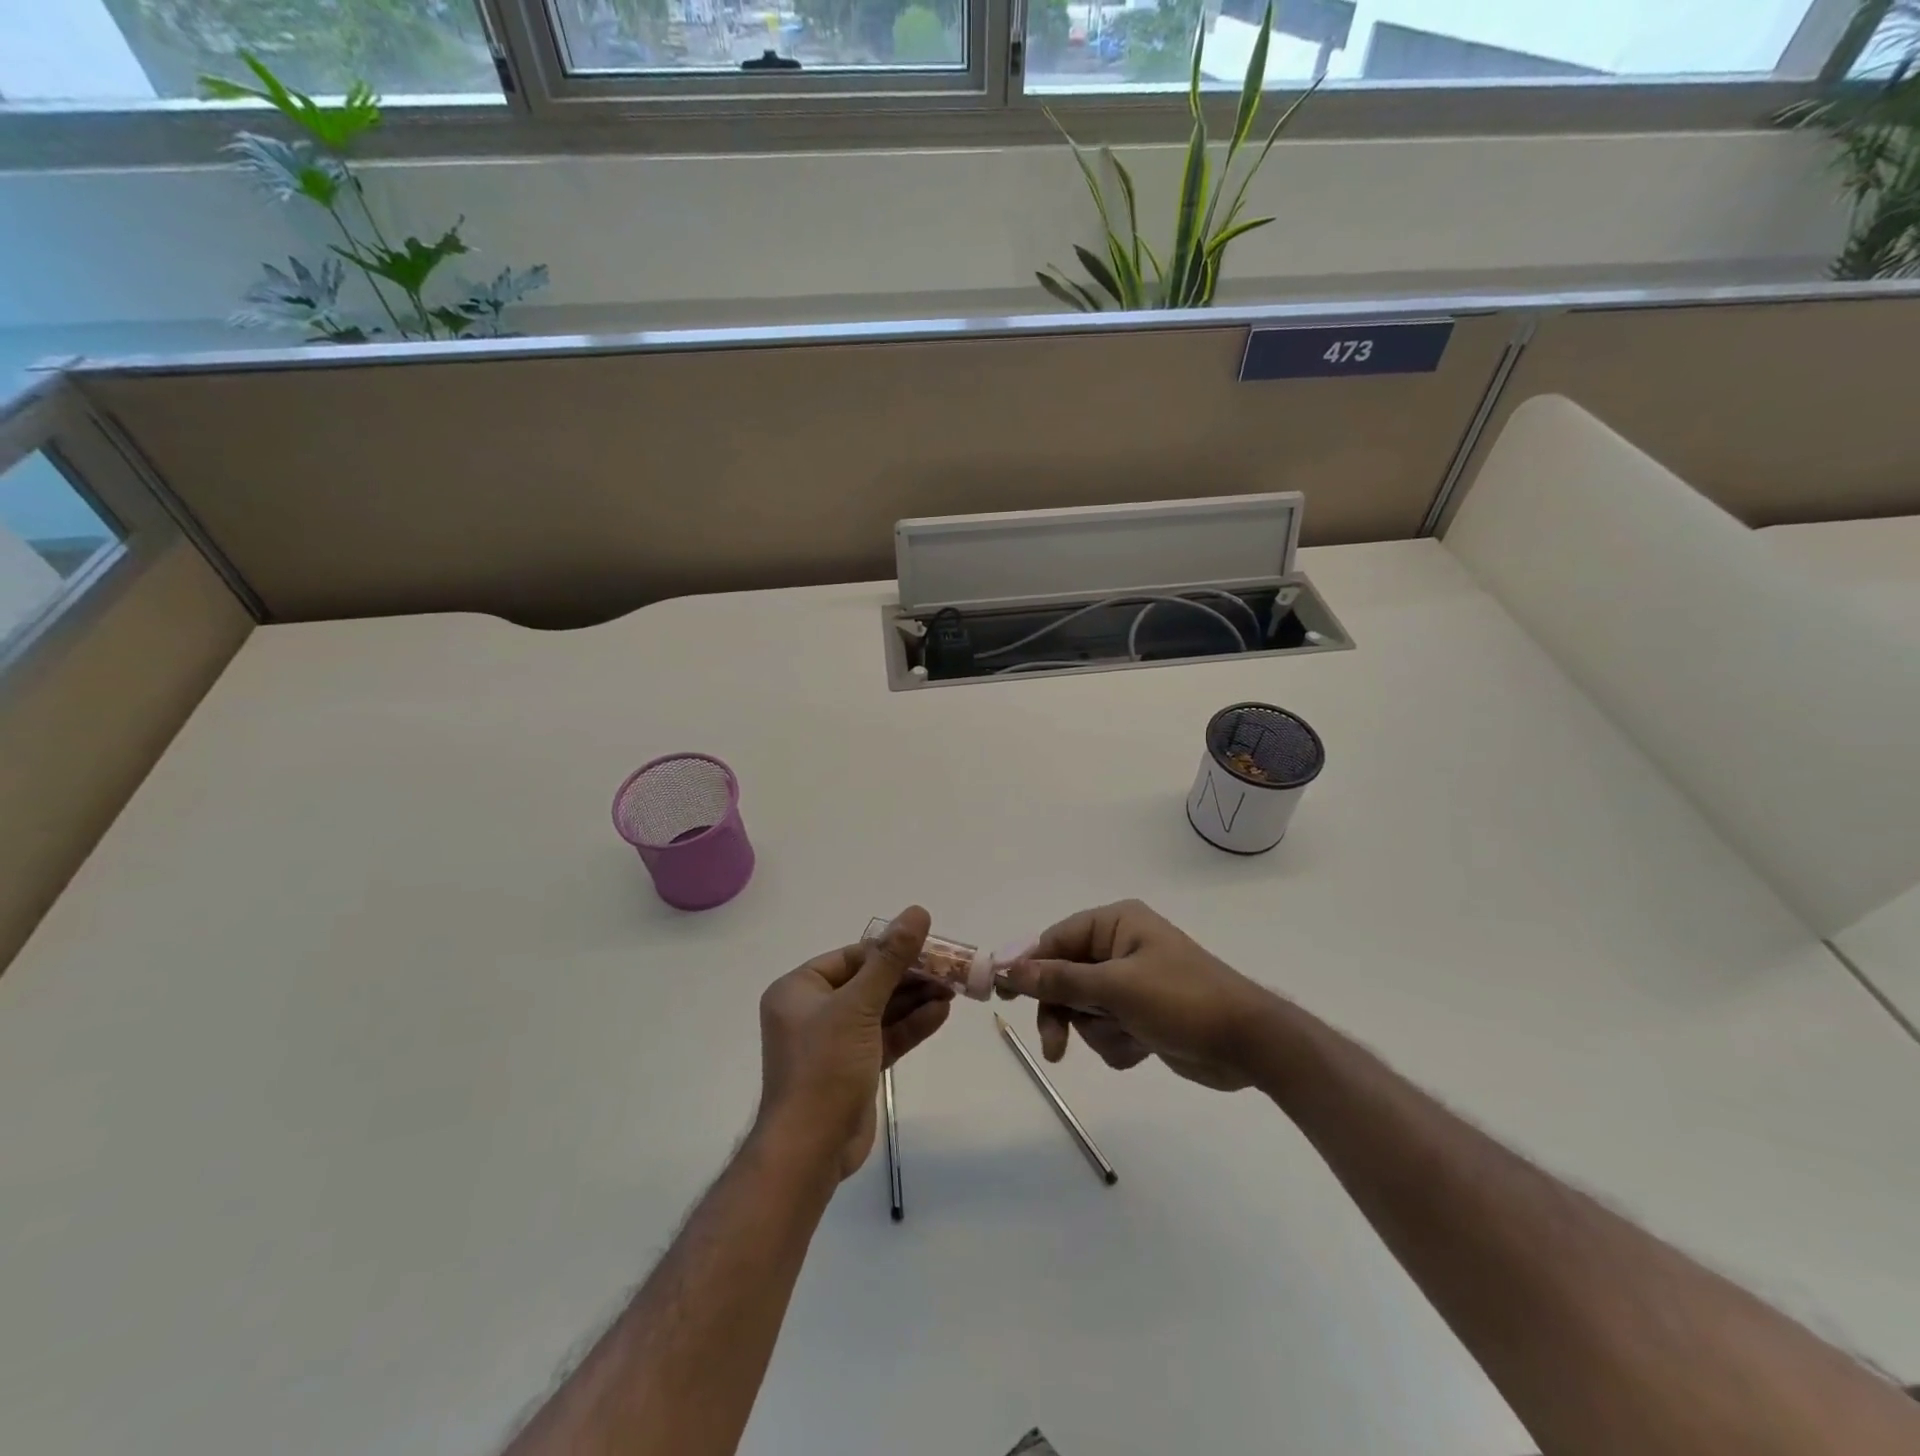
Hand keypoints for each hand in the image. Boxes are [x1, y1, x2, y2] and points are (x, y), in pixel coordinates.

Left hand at [755, 906, 951, 1179]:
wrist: (810, 1150)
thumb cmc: (824, 1066)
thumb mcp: (859, 1005)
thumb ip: (890, 959)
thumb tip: (916, 912)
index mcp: (799, 990)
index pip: (851, 957)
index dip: (890, 950)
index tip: (928, 946)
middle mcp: (813, 1011)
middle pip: (869, 982)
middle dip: (908, 977)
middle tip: (949, 969)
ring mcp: (834, 1041)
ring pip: (881, 1010)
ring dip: (915, 1000)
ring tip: (953, 988)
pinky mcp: (854, 1067)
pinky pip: (885, 1036)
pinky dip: (911, 1025)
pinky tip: (941, 1013)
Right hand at [997, 899, 1275, 1091]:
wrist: (1249, 1046)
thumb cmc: (1183, 1001)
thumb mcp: (1117, 989)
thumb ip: (1061, 979)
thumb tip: (1009, 968)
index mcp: (1116, 924)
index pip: (1056, 940)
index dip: (1029, 966)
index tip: (1003, 995)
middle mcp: (1120, 947)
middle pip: (1065, 977)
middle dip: (1065, 1012)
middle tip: (1055, 1046)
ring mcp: (1131, 982)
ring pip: (1083, 1008)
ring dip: (1098, 1031)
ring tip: (1129, 1038)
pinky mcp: (1142, 1014)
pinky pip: (1106, 1029)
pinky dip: (1117, 1043)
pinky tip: (1144, 1046)